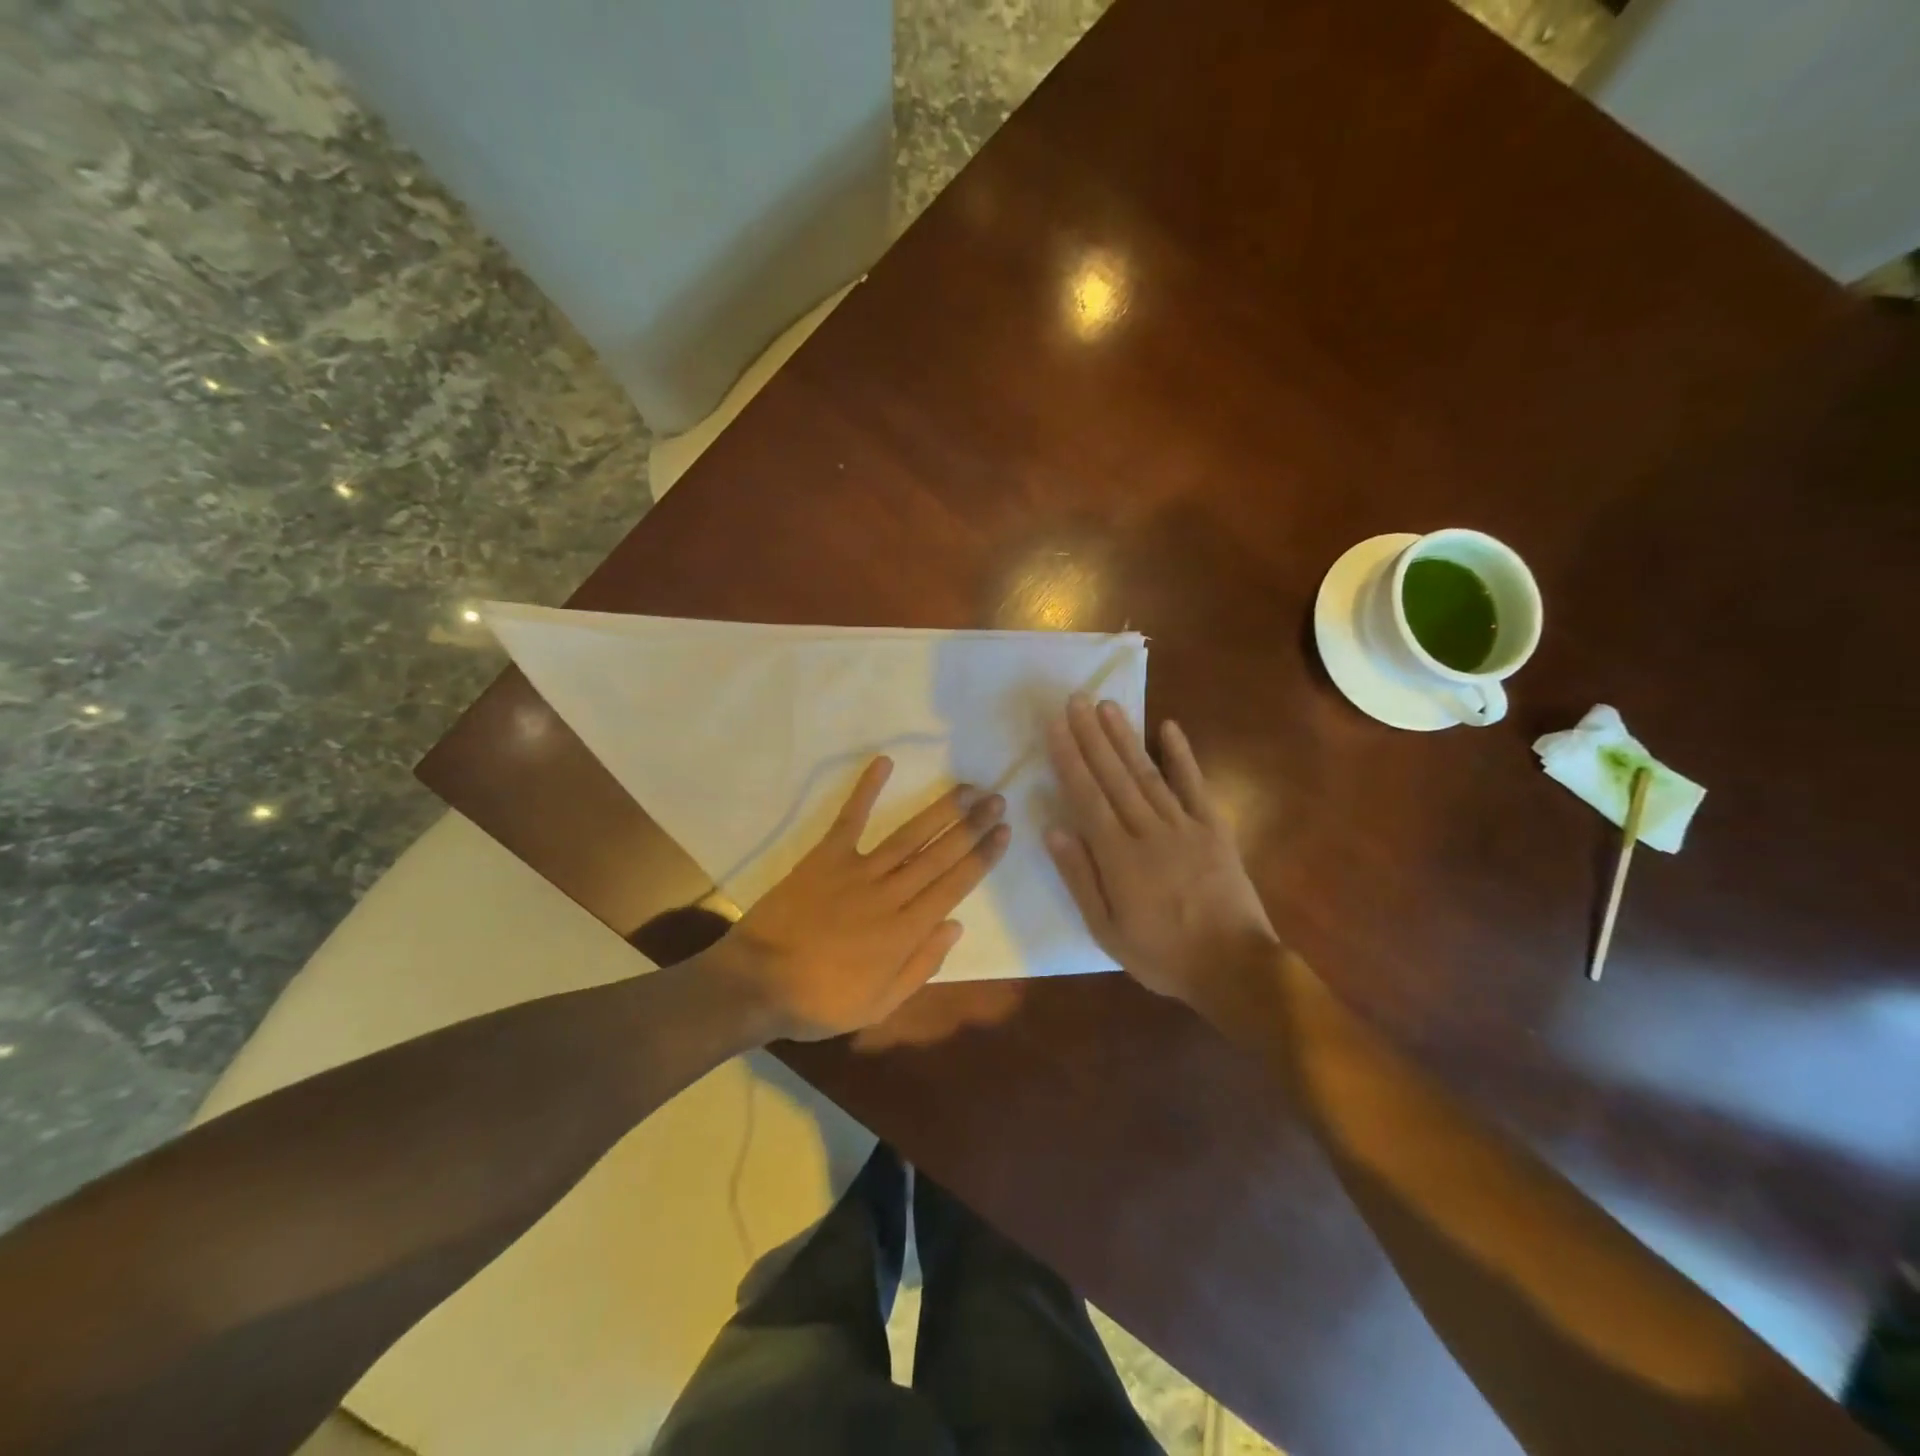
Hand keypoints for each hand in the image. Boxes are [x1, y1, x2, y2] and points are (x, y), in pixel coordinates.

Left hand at [713, 757, 1010, 1040]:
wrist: (757, 984)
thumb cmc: (820, 1002)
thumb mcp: (879, 1005)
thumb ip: (921, 966)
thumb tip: (956, 925)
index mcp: (905, 932)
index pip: (955, 886)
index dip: (982, 857)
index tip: (1004, 831)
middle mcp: (890, 895)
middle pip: (940, 855)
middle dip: (972, 826)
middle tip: (997, 799)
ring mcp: (857, 871)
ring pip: (908, 836)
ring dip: (940, 810)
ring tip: (966, 787)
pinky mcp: (825, 857)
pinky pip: (850, 818)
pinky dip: (866, 790)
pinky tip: (884, 763)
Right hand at [1044, 695, 1278, 1005]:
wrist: (1234, 967)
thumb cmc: (1162, 955)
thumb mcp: (1107, 930)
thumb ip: (1080, 878)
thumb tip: (1054, 829)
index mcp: (1118, 856)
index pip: (1087, 797)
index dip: (1069, 758)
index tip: (1056, 726)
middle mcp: (1148, 830)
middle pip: (1114, 776)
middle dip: (1091, 736)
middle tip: (1076, 699)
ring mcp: (1185, 825)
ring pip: (1148, 773)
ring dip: (1125, 737)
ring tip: (1107, 705)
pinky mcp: (1214, 828)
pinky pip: (1195, 785)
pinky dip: (1182, 755)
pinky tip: (1169, 727)